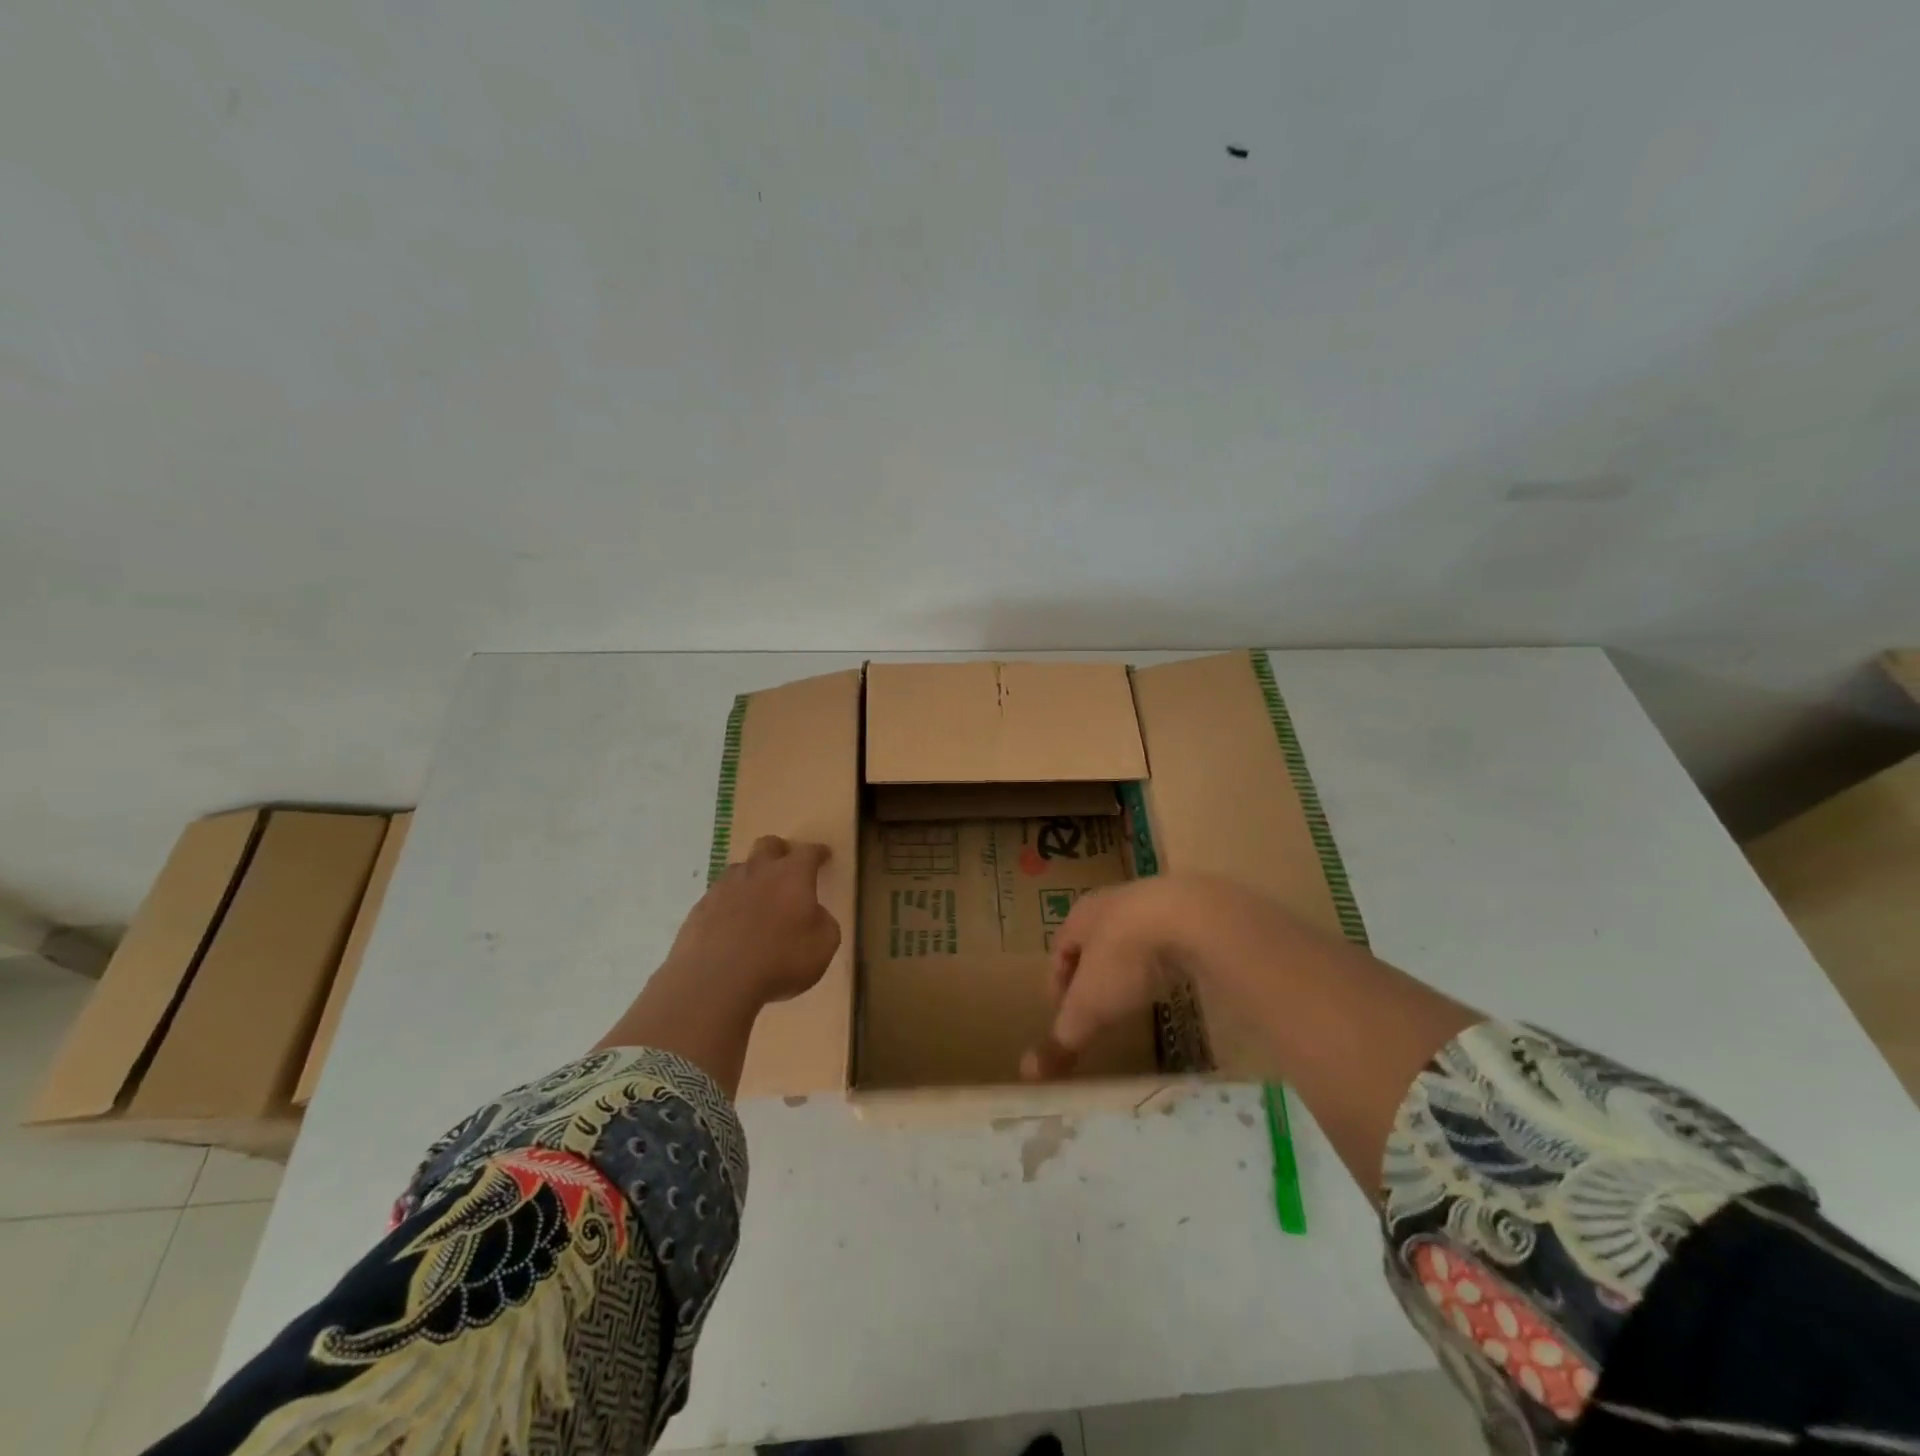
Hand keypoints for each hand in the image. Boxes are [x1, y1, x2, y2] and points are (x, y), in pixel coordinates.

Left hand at [665, 836, 840, 1007]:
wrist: (716, 982)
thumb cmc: (780, 960)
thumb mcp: (823, 945)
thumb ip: (823, 922)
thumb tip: (814, 914)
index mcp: (792, 875)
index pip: (808, 852)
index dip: (818, 853)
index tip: (824, 855)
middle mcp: (757, 872)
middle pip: (768, 845)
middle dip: (780, 851)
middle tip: (787, 867)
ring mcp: (723, 888)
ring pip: (740, 869)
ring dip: (752, 878)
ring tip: (757, 902)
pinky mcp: (699, 909)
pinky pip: (718, 898)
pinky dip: (729, 906)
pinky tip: (731, 928)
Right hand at [1021, 876, 1280, 1080]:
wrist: (1192, 917)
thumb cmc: (1125, 957)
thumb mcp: (1089, 1005)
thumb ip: (1062, 1037)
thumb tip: (1029, 1072)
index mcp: (1080, 917)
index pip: (1059, 950)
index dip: (1058, 984)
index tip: (1064, 1016)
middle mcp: (1112, 903)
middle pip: (1095, 941)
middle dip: (1094, 973)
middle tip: (1099, 1009)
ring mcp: (1153, 902)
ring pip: (1133, 938)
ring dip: (1131, 966)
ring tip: (1137, 998)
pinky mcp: (1191, 910)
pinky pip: (1169, 940)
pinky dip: (1165, 961)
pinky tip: (1175, 982)